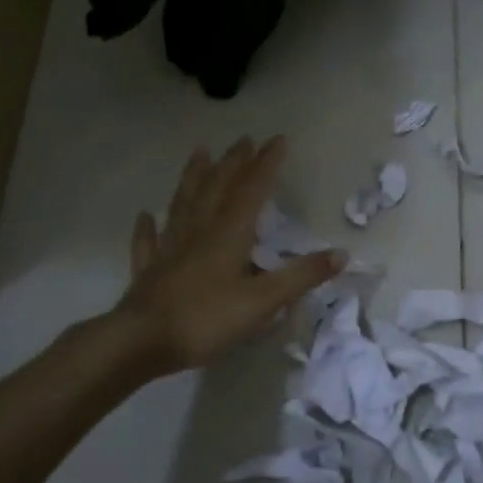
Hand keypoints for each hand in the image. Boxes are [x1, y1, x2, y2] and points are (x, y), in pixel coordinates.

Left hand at [106, 136, 345, 379]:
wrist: (141, 342)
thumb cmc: (206, 320)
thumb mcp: (263, 301)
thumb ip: (301, 276)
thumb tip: (341, 253)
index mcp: (228, 234)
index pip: (252, 190)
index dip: (266, 164)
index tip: (278, 139)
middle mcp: (198, 231)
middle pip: (217, 188)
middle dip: (234, 163)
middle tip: (244, 140)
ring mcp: (170, 249)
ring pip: (183, 203)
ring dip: (193, 176)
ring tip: (200, 153)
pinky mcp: (149, 271)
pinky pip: (149, 242)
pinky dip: (148, 226)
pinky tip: (146, 215)